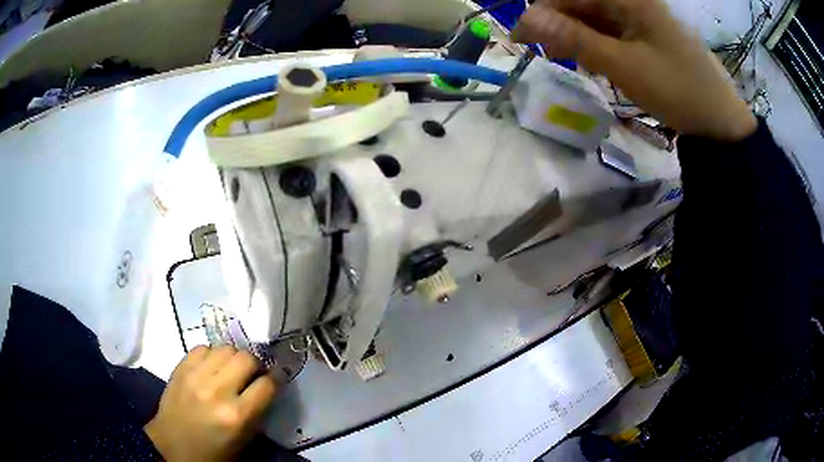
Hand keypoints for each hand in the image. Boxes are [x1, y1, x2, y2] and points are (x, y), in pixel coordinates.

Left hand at [144, 346, 276, 460]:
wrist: (172, 446)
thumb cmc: (213, 451)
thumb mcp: (243, 440)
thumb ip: (256, 412)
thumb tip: (265, 386)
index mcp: (237, 416)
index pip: (267, 384)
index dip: (275, 379)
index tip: (274, 379)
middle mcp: (217, 391)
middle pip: (246, 358)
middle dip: (255, 364)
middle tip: (252, 373)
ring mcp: (196, 377)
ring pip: (225, 348)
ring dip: (233, 357)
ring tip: (230, 369)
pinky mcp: (180, 368)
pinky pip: (202, 347)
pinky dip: (211, 355)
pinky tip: (210, 367)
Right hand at [513, 0, 756, 141]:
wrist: (720, 121)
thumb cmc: (677, 90)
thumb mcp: (623, 65)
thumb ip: (574, 39)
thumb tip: (527, 18)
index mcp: (629, 0)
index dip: (542, 12)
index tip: (521, 38)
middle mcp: (634, 3)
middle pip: (583, 5)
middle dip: (561, 26)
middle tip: (548, 55)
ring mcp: (642, 19)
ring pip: (596, 19)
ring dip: (579, 38)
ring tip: (571, 62)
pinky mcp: (648, 36)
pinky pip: (613, 33)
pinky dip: (599, 46)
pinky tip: (596, 62)